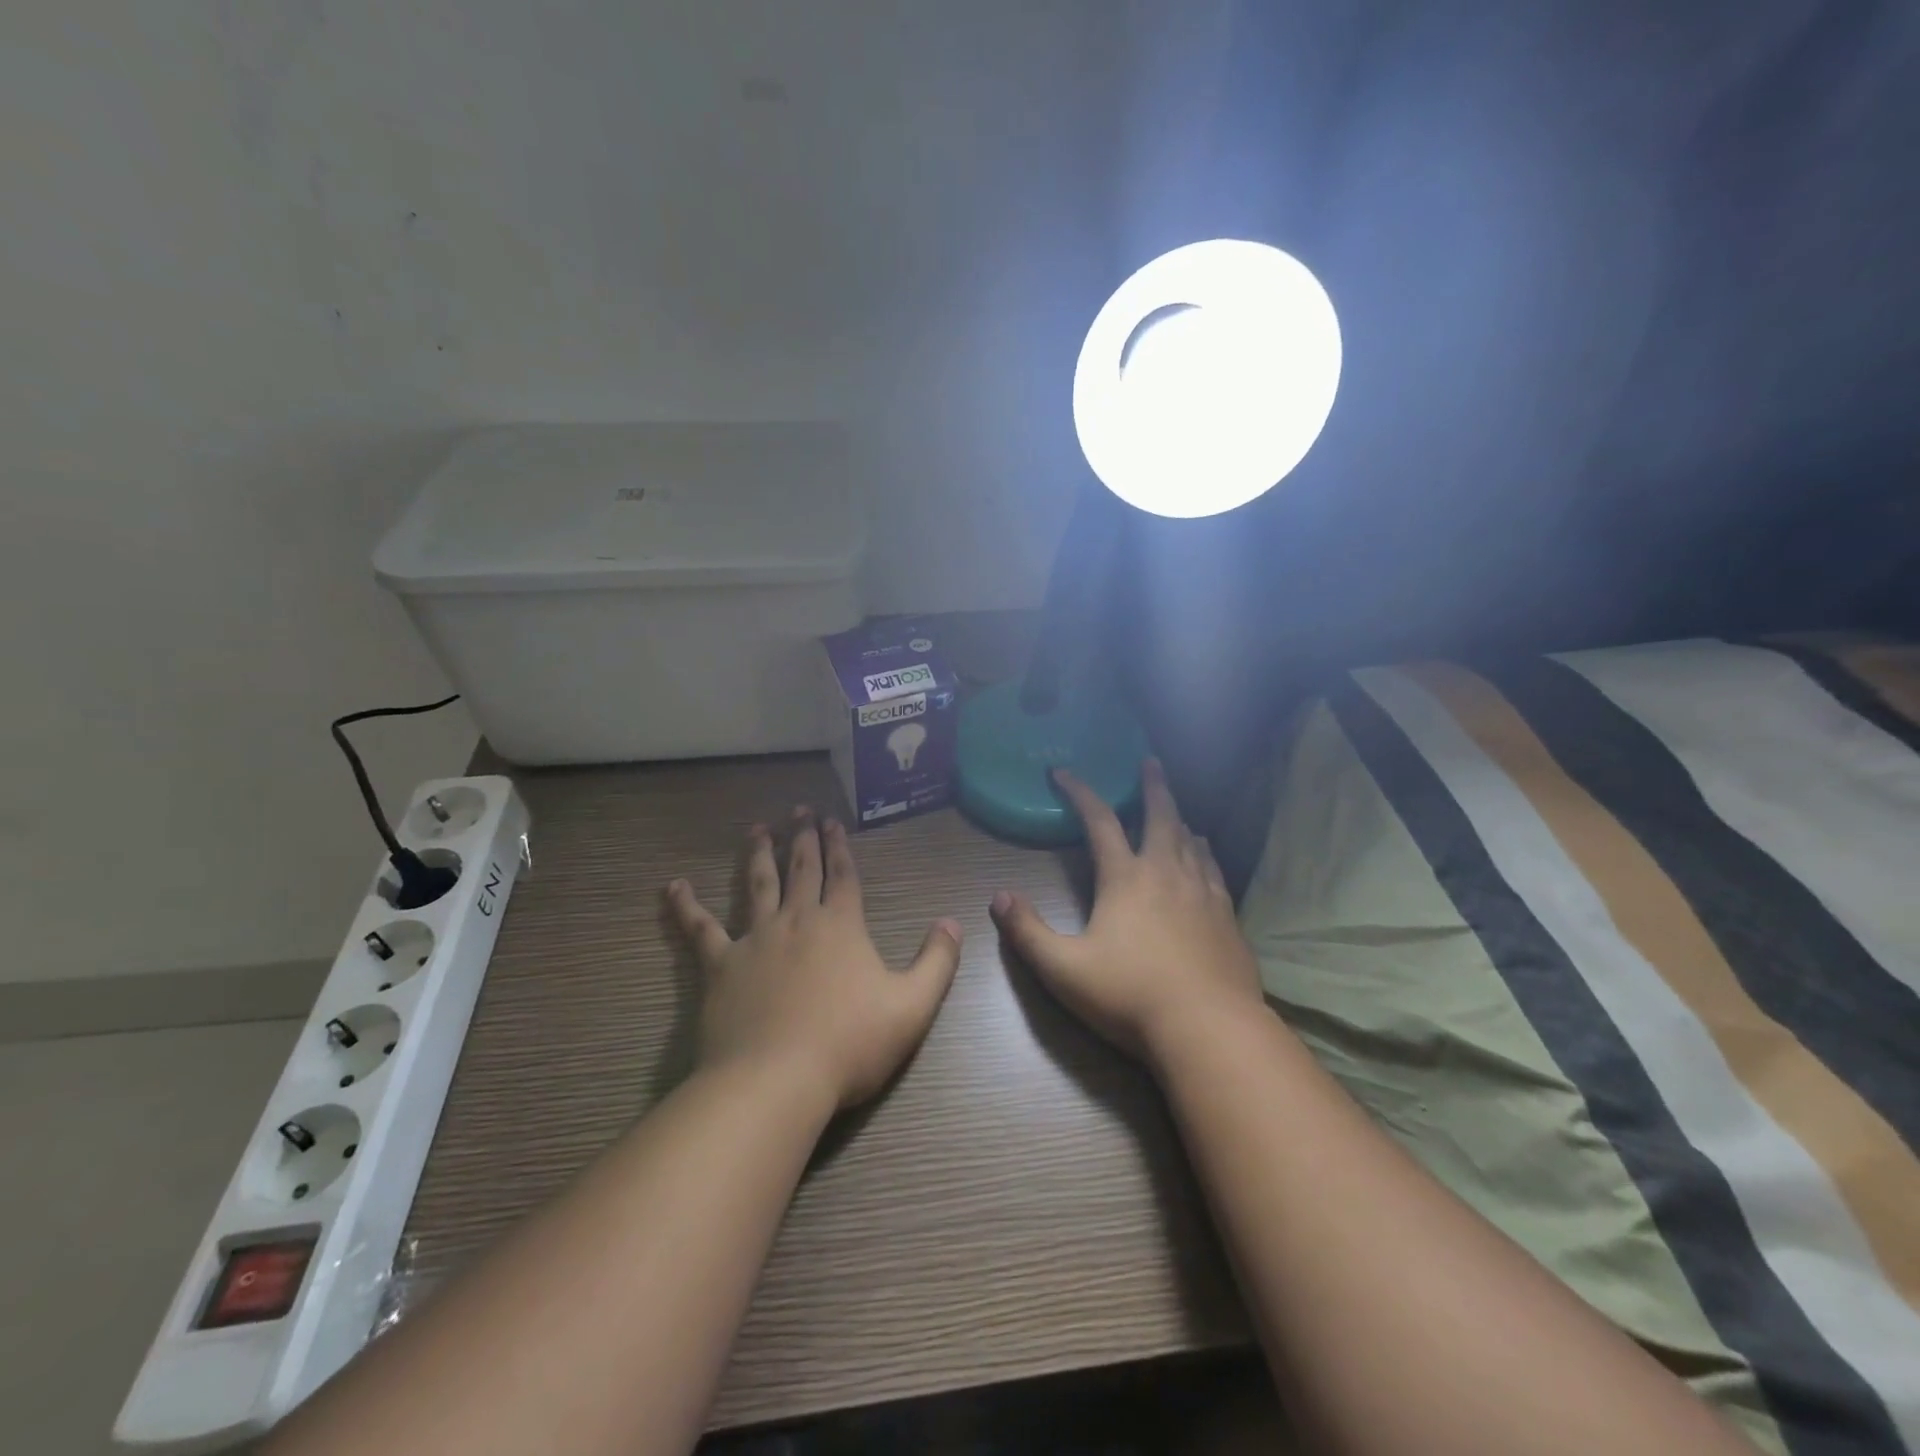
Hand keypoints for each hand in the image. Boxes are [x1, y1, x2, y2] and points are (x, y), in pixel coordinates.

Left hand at [667, 810, 962, 1111]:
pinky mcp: (720, 966)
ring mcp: (755, 940)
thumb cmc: (850, 1043)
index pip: (843, 875)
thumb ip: (937, 961)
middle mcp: (798, 920)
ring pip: (757, 885)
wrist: (777, 1080)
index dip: (840, 846)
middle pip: (802, 869)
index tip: (833, 820)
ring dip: (758, 854)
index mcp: (841, 926)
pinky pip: (700, 929)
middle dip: (803, 838)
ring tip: (757, 830)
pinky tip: (673, 887)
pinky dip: (686, 906)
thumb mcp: (913, 1006)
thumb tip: (952, 922)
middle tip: (799, 810)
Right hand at [991, 760, 1263, 1060]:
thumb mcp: (1063, 969)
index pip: (1099, 821)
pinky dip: (1205, 853)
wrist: (1209, 1028)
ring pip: (1191, 841)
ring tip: (1177, 811)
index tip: (1063, 772)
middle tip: (1150, 761)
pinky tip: (1206, 856)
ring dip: (1179, 819)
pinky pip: (1214, 870)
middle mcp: (1166, 873)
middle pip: (1160, 816)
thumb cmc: (1129, 995)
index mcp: (1125, 878)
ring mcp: (1202, 893)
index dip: (1080, 792)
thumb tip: (998, 897)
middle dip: (1152, 786)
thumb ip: (1027, 932)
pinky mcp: (1227, 917)